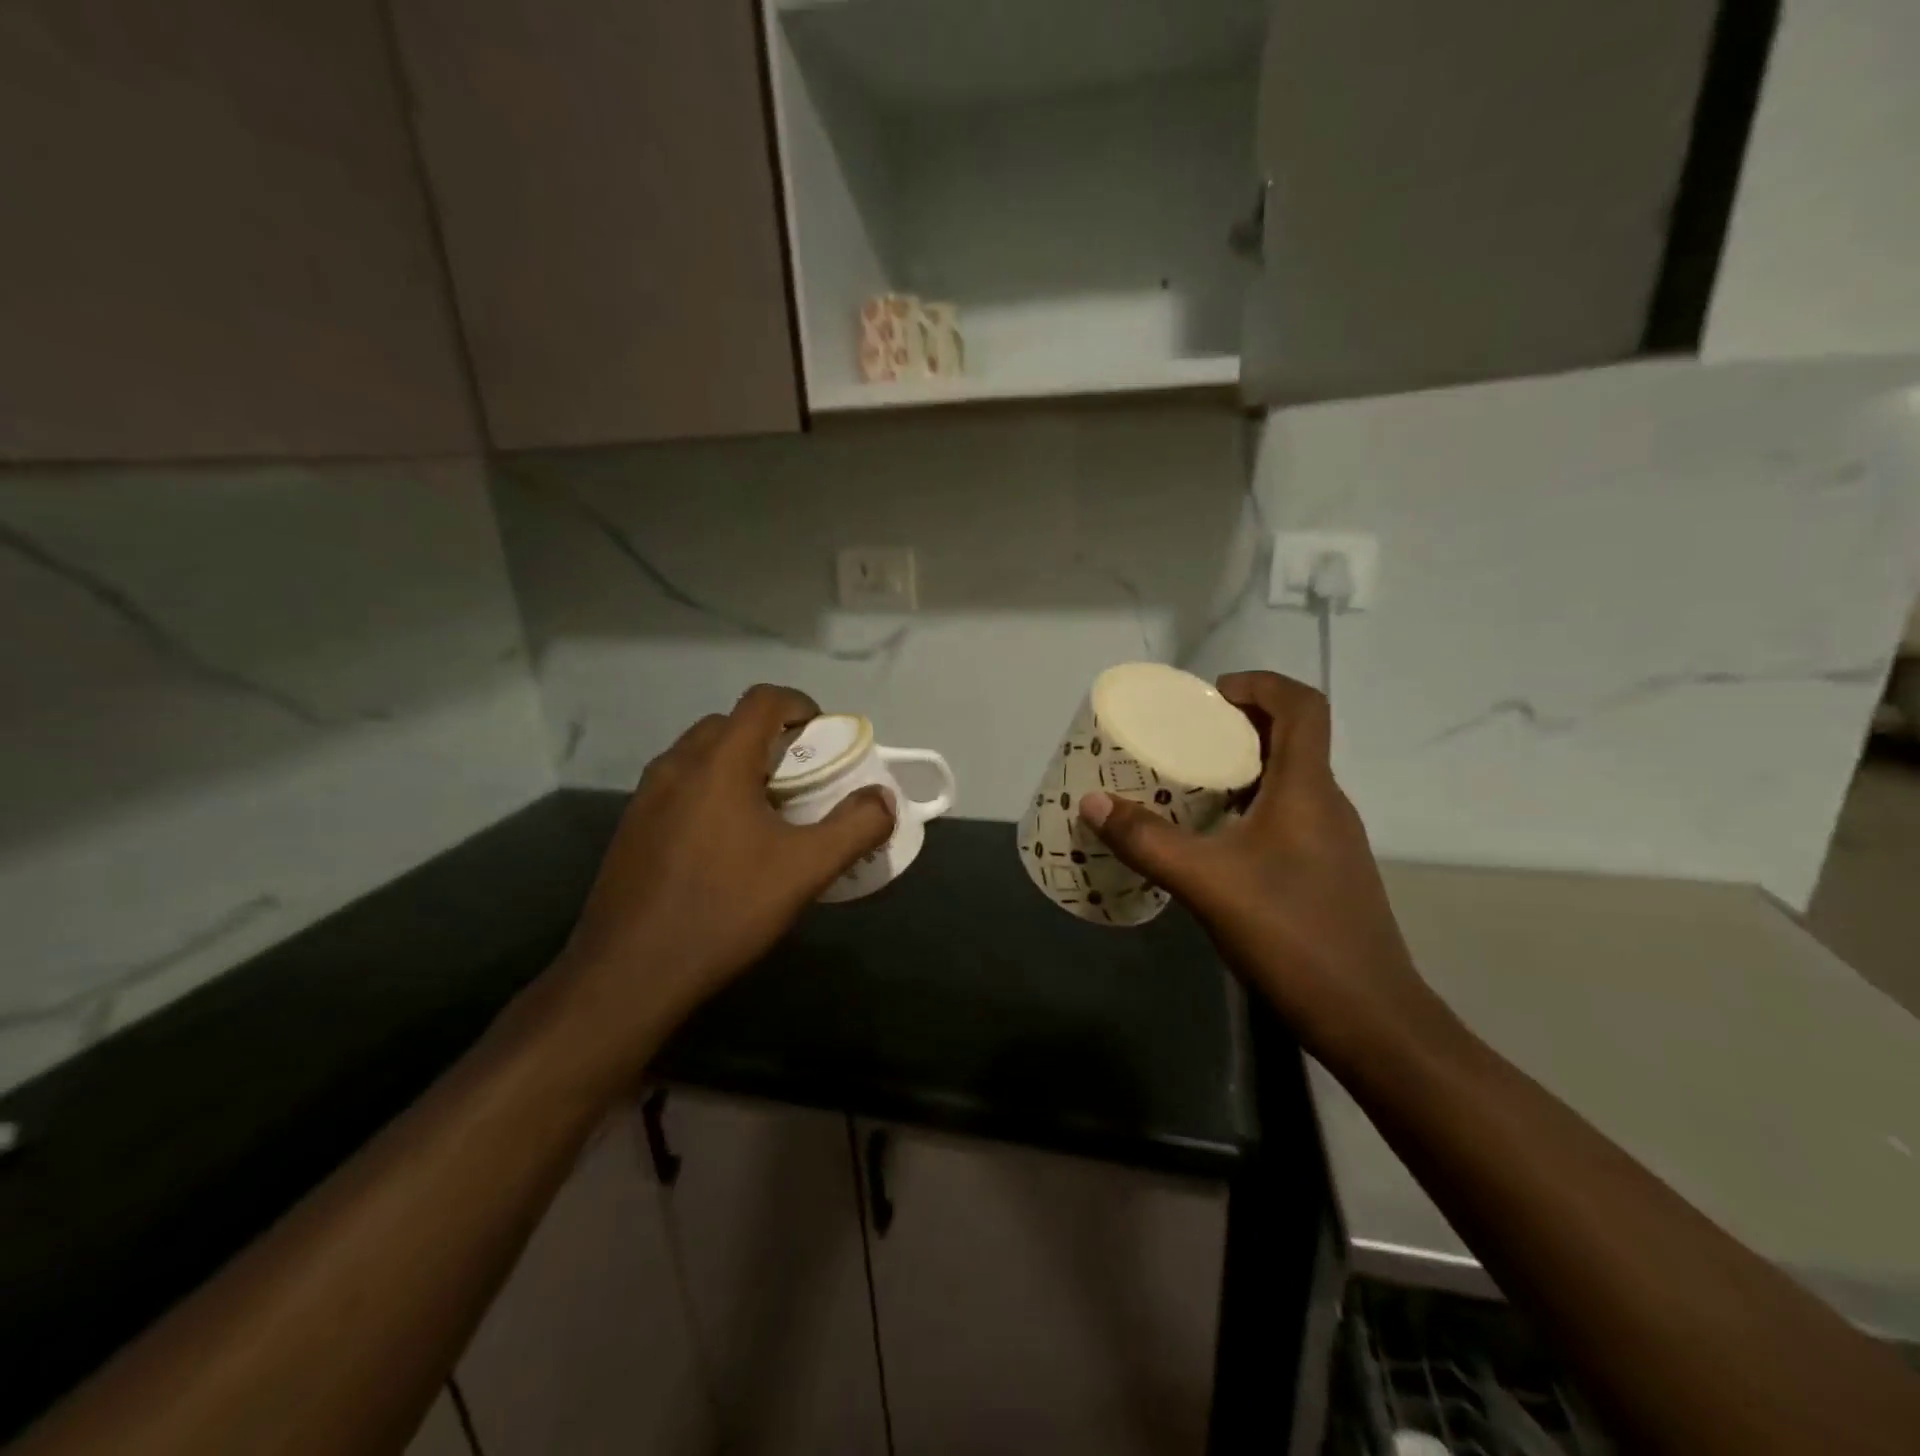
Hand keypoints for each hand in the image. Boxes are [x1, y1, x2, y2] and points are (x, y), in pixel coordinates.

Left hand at [553, 684, 894, 1068]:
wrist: (629, 974)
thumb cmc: (724, 909)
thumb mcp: (806, 870)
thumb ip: (855, 826)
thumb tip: (884, 799)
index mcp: (719, 762)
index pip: (762, 700)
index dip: (800, 705)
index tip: (824, 737)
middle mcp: (676, 765)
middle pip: (730, 724)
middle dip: (771, 738)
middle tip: (800, 779)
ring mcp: (646, 796)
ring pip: (700, 756)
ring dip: (738, 764)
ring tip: (766, 811)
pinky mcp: (631, 827)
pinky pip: (679, 786)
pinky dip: (710, 791)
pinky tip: (724, 844)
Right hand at [1080, 670, 1446, 1071]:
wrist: (1370, 1019)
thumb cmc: (1293, 934)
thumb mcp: (1207, 883)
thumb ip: (1148, 840)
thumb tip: (1094, 803)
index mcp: (1308, 789)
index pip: (1302, 706)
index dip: (1260, 685)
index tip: (1210, 696)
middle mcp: (1327, 804)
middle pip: (1294, 738)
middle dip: (1240, 724)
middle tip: (1185, 736)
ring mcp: (1331, 841)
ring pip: (1290, 780)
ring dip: (1243, 767)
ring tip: (1188, 781)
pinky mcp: (1326, 873)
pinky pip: (1287, 815)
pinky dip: (1250, 806)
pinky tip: (1213, 839)